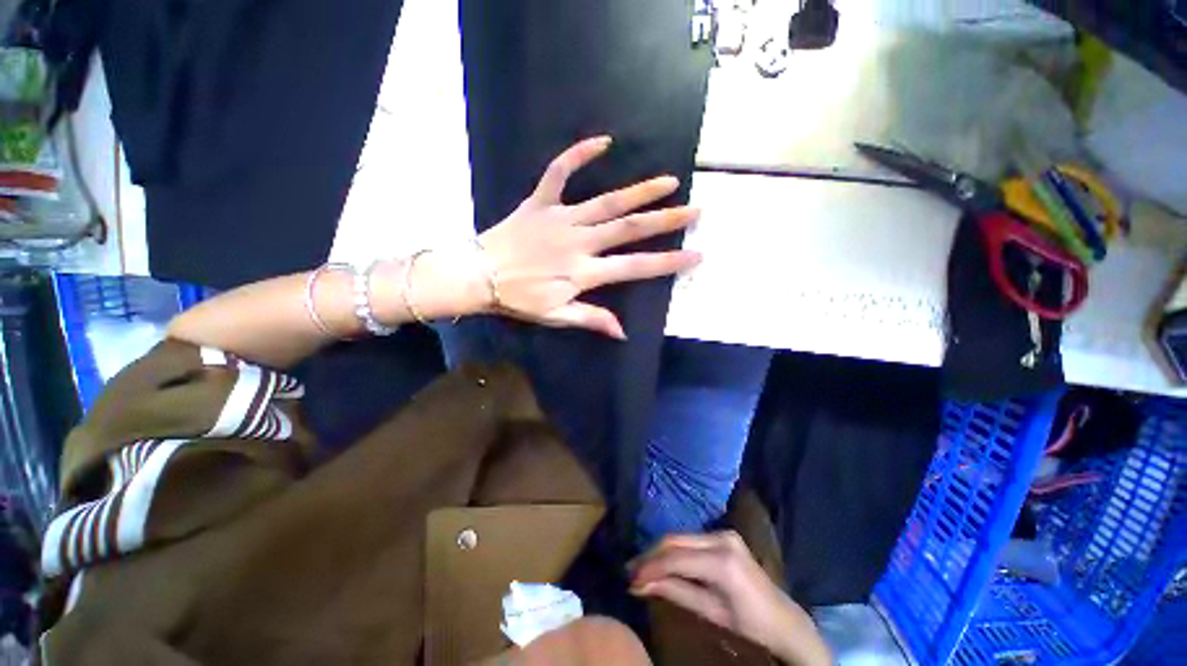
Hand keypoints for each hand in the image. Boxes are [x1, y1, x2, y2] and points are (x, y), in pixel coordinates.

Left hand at [476, 136, 701, 338]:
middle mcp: (578, 242)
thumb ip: (590, 319)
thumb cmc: (518, 298)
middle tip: (694, 210)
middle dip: (664, 221)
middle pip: (628, 229)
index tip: (695, 255)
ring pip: (606, 202)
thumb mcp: (556, 316)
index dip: (667, 263)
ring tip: (669, 181)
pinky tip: (603, 141)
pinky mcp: (540, 202)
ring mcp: (560, 218)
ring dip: (639, 191)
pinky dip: (578, 155)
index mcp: (583, 272)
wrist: (479, 275)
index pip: (635, 267)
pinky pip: (559, 173)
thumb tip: (622, 332)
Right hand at [630, 532, 832, 665]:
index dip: (650, 566)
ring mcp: (724, 533)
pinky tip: (663, 560)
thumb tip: (640, 585)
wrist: (784, 620)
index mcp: (722, 561)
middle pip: (675, 540)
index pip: (675, 558)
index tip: (630, 578)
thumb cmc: (749, 624)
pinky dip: (673, 549)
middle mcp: (721, 538)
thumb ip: (675, 592)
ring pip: (680, 537)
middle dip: (650, 556)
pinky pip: (690, 539)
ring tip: (643, 567)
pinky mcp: (724, 535)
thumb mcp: (710, 612)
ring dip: (660, 551)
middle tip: (631, 571)